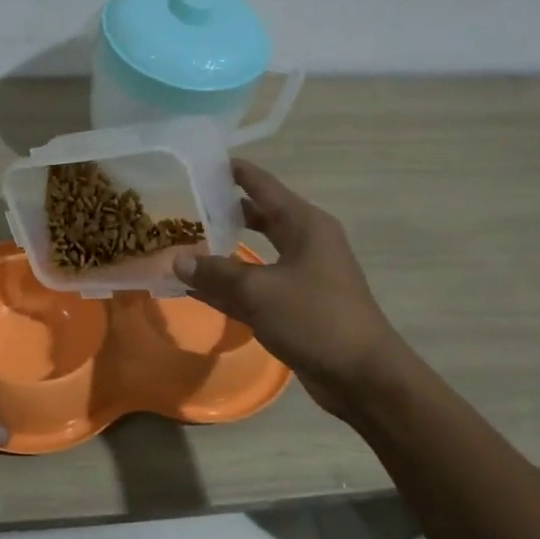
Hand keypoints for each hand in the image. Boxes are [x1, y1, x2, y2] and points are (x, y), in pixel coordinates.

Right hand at [174, 159, 401, 417]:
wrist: (362, 376)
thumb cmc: (315, 319)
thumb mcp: (259, 291)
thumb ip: (216, 273)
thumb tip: (177, 260)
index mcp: (305, 225)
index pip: (264, 186)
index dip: (236, 173)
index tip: (204, 161)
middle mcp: (305, 243)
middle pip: (259, 218)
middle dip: (225, 212)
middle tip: (185, 204)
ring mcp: (302, 276)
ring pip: (254, 255)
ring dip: (223, 252)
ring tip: (183, 243)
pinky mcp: (296, 306)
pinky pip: (255, 287)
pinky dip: (229, 286)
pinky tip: (196, 288)